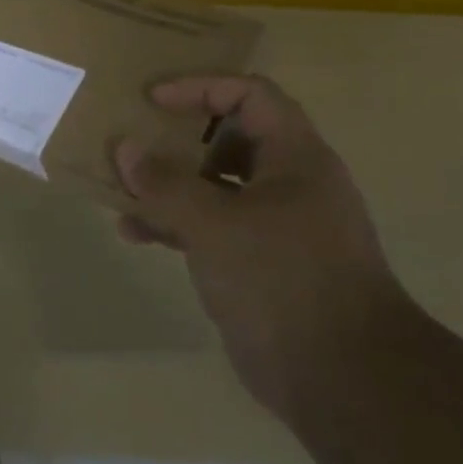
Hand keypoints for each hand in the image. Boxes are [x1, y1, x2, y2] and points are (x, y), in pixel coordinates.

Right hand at [116, 75, 409, 416]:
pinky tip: (136, 234)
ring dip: (168, 185)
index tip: (152, 100)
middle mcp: (289, 183)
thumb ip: (165, 183)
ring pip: (214, 186)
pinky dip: (175, 224)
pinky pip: (210, 227)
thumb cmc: (281, 279)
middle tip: (132, 141)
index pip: (250, 95)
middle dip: (176, 138)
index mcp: (295, 158)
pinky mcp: (259, 263)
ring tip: (122, 190)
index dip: (200, 88)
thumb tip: (125, 148)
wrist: (341, 376)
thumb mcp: (213, 224)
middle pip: (228, 138)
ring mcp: (276, 225)